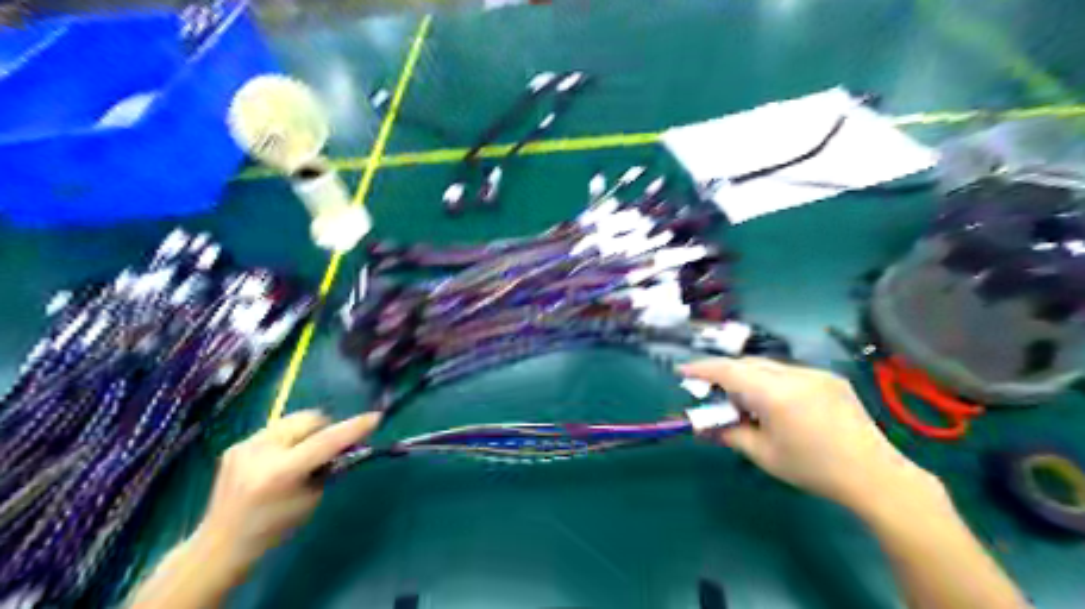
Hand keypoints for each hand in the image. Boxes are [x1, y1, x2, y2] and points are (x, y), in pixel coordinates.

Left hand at [192, 410, 378, 574]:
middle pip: (310, 419)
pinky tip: (279, 460)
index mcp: (281, 471)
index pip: (326, 441)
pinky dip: (287, 439)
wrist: (222, 543)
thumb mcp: (311, 499)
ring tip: (303, 454)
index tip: (375, 417)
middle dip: (326, 429)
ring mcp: (246, 445)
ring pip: (293, 419)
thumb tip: (347, 445)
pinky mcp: (237, 444)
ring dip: (306, 432)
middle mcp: (261, 451)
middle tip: (330, 448)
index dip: (353, 428)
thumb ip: (329, 468)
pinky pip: (275, 429)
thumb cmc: (275, 527)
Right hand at [680, 357, 937, 508]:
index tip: (682, 372)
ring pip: (768, 365)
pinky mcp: (829, 377)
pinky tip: (773, 402)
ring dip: (747, 376)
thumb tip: (703, 425)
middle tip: (710, 392)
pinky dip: (770, 380)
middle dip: (723, 373)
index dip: (701, 369)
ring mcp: (815, 372)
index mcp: (775, 394)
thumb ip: (729, 434)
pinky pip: (788, 371)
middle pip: (746, 364)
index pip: (728, 371)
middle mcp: (794, 374)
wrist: (875, 475)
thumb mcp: (763, 455)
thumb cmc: (813, 469)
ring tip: (742, 401)